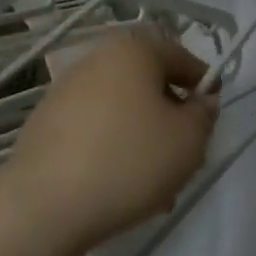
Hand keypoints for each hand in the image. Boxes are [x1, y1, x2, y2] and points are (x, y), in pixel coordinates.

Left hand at [1, 28, 218, 254]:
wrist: (45, 204)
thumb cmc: (129, 160)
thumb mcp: (189, 140)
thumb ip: (204, 115)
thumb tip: (200, 101)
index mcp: (132, 51)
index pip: (180, 56)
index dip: (203, 84)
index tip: (211, 115)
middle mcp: (95, 60)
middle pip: (147, 82)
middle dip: (169, 114)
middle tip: (183, 152)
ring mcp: (64, 91)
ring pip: (120, 109)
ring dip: (141, 135)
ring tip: (153, 181)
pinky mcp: (44, 123)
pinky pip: (92, 129)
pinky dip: (111, 147)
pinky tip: (117, 185)